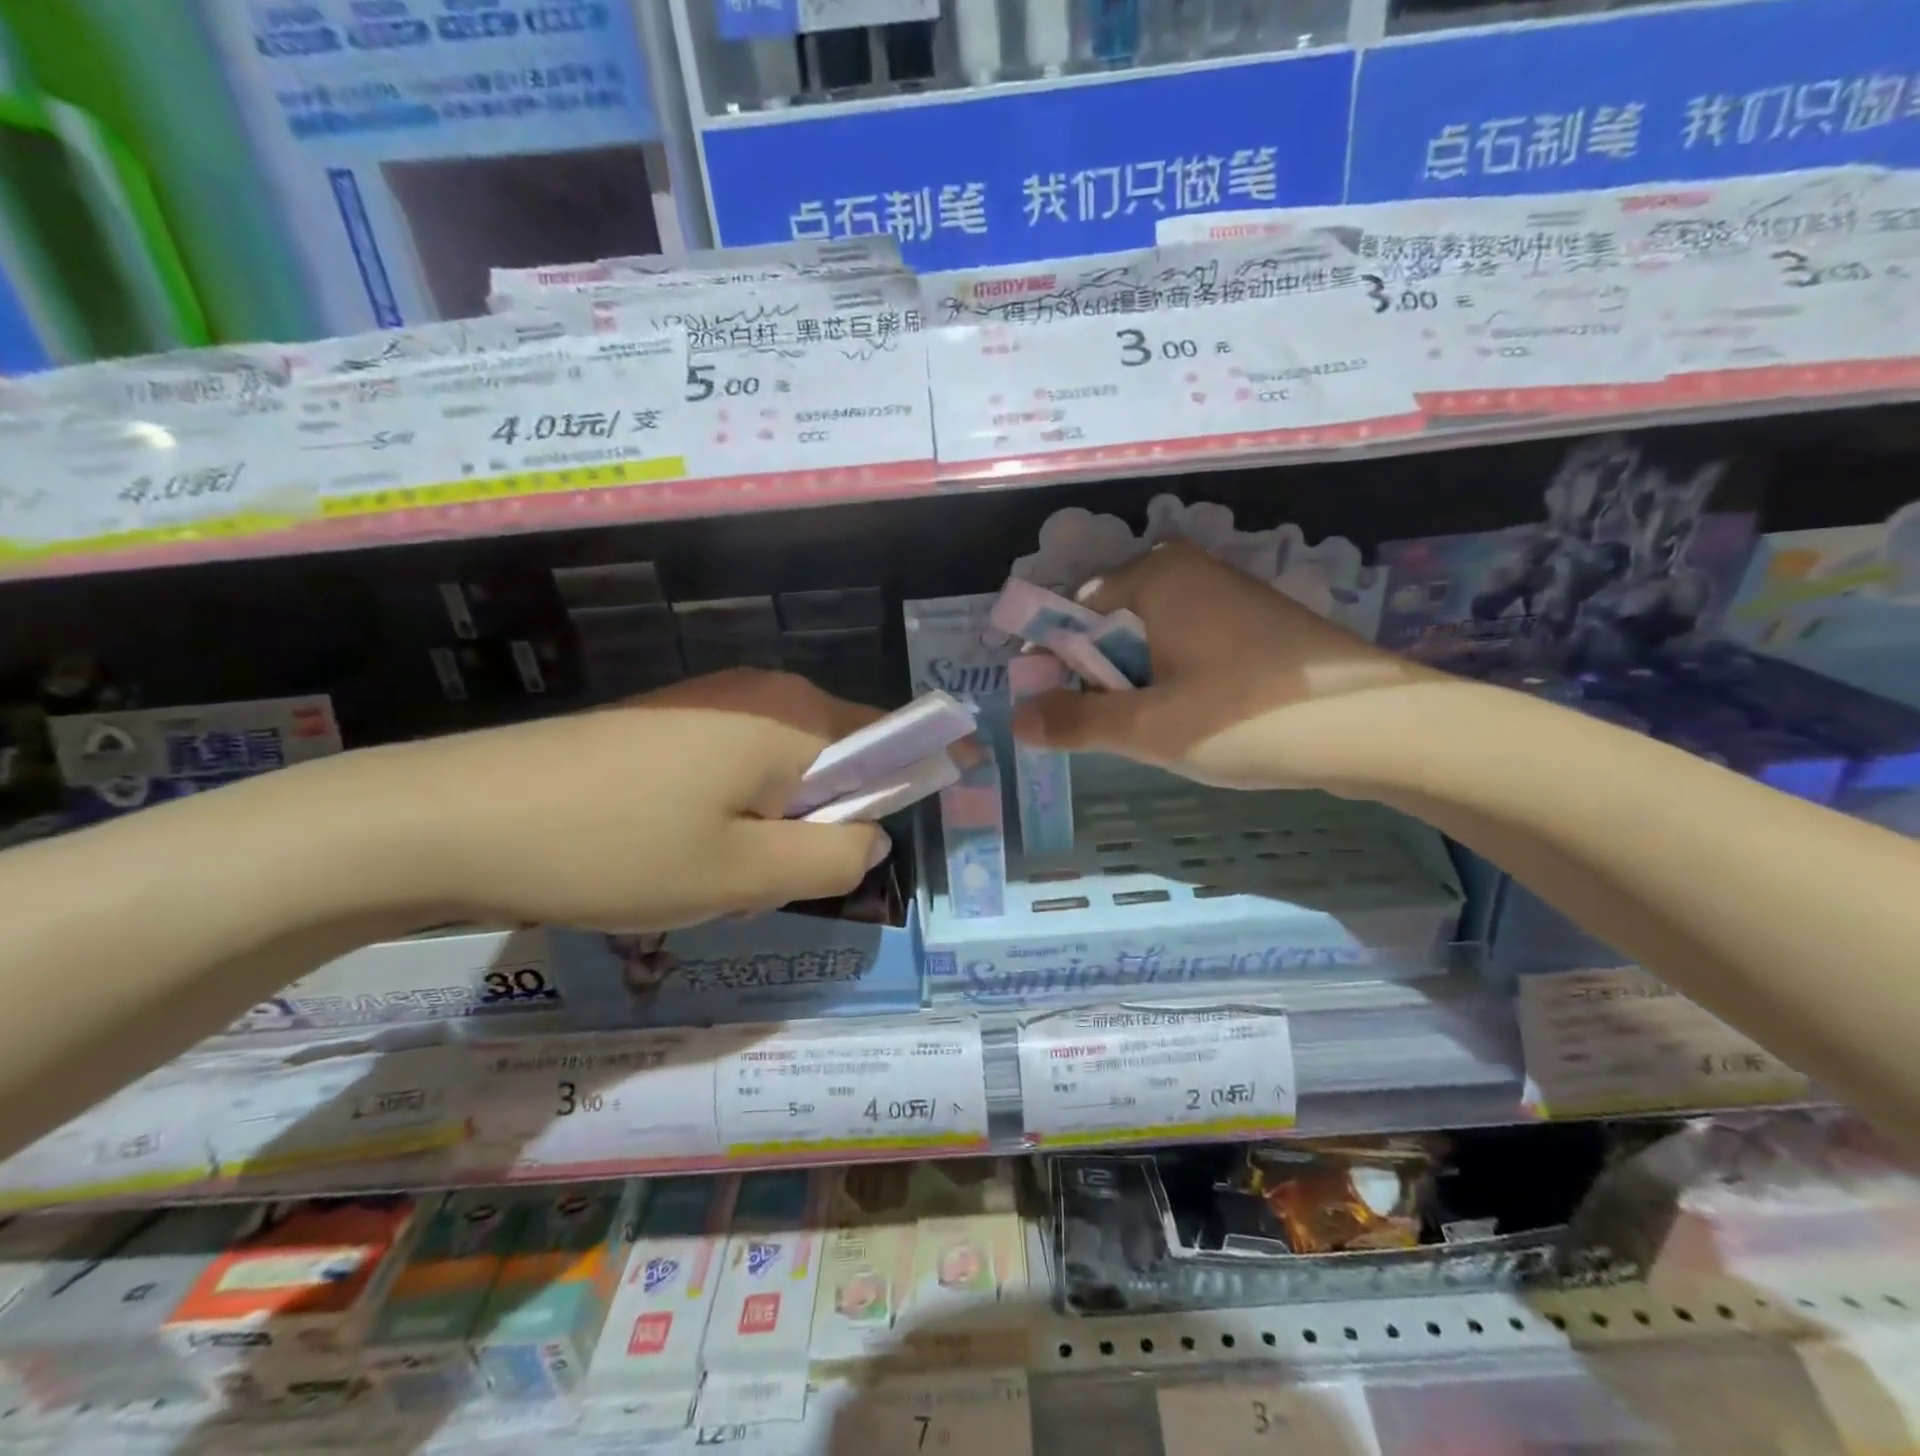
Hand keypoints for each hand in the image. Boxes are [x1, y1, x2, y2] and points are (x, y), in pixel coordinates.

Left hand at [375, 669, 889, 930]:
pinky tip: (675, 857)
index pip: (887, 738)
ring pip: (779, 775)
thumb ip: (832, 858)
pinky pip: (732, 771)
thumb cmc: (617, 848)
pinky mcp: (666, 725)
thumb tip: (872, 839)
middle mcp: (760, 693)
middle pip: (833, 762)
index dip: (908, 782)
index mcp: (792, 715)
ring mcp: (708, 704)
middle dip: (819, 827)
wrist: (458, 818)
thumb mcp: (743, 873)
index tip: (891, 842)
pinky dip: (730, 818)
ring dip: (769, 832)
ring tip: (712, 881)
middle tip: (770, 884)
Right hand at [1010, 540, 1440, 789]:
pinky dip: (1171, 679)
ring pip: (1148, 638)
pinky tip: (1191, 719)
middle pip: (1109, 622)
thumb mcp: (1148, 727)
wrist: (1376, 728)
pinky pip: (1186, 645)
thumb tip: (1017, 720)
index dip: (1051, 661)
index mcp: (1155, 575)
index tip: (1050, 710)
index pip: (1071, 610)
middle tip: (1108, 729)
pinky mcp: (1253, 623)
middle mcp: (1188, 570)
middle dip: (1096, 676)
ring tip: (1151, 730)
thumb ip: (1075, 720)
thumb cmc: (1247, 717)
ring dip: (1134, 683)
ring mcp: (1226, 594)